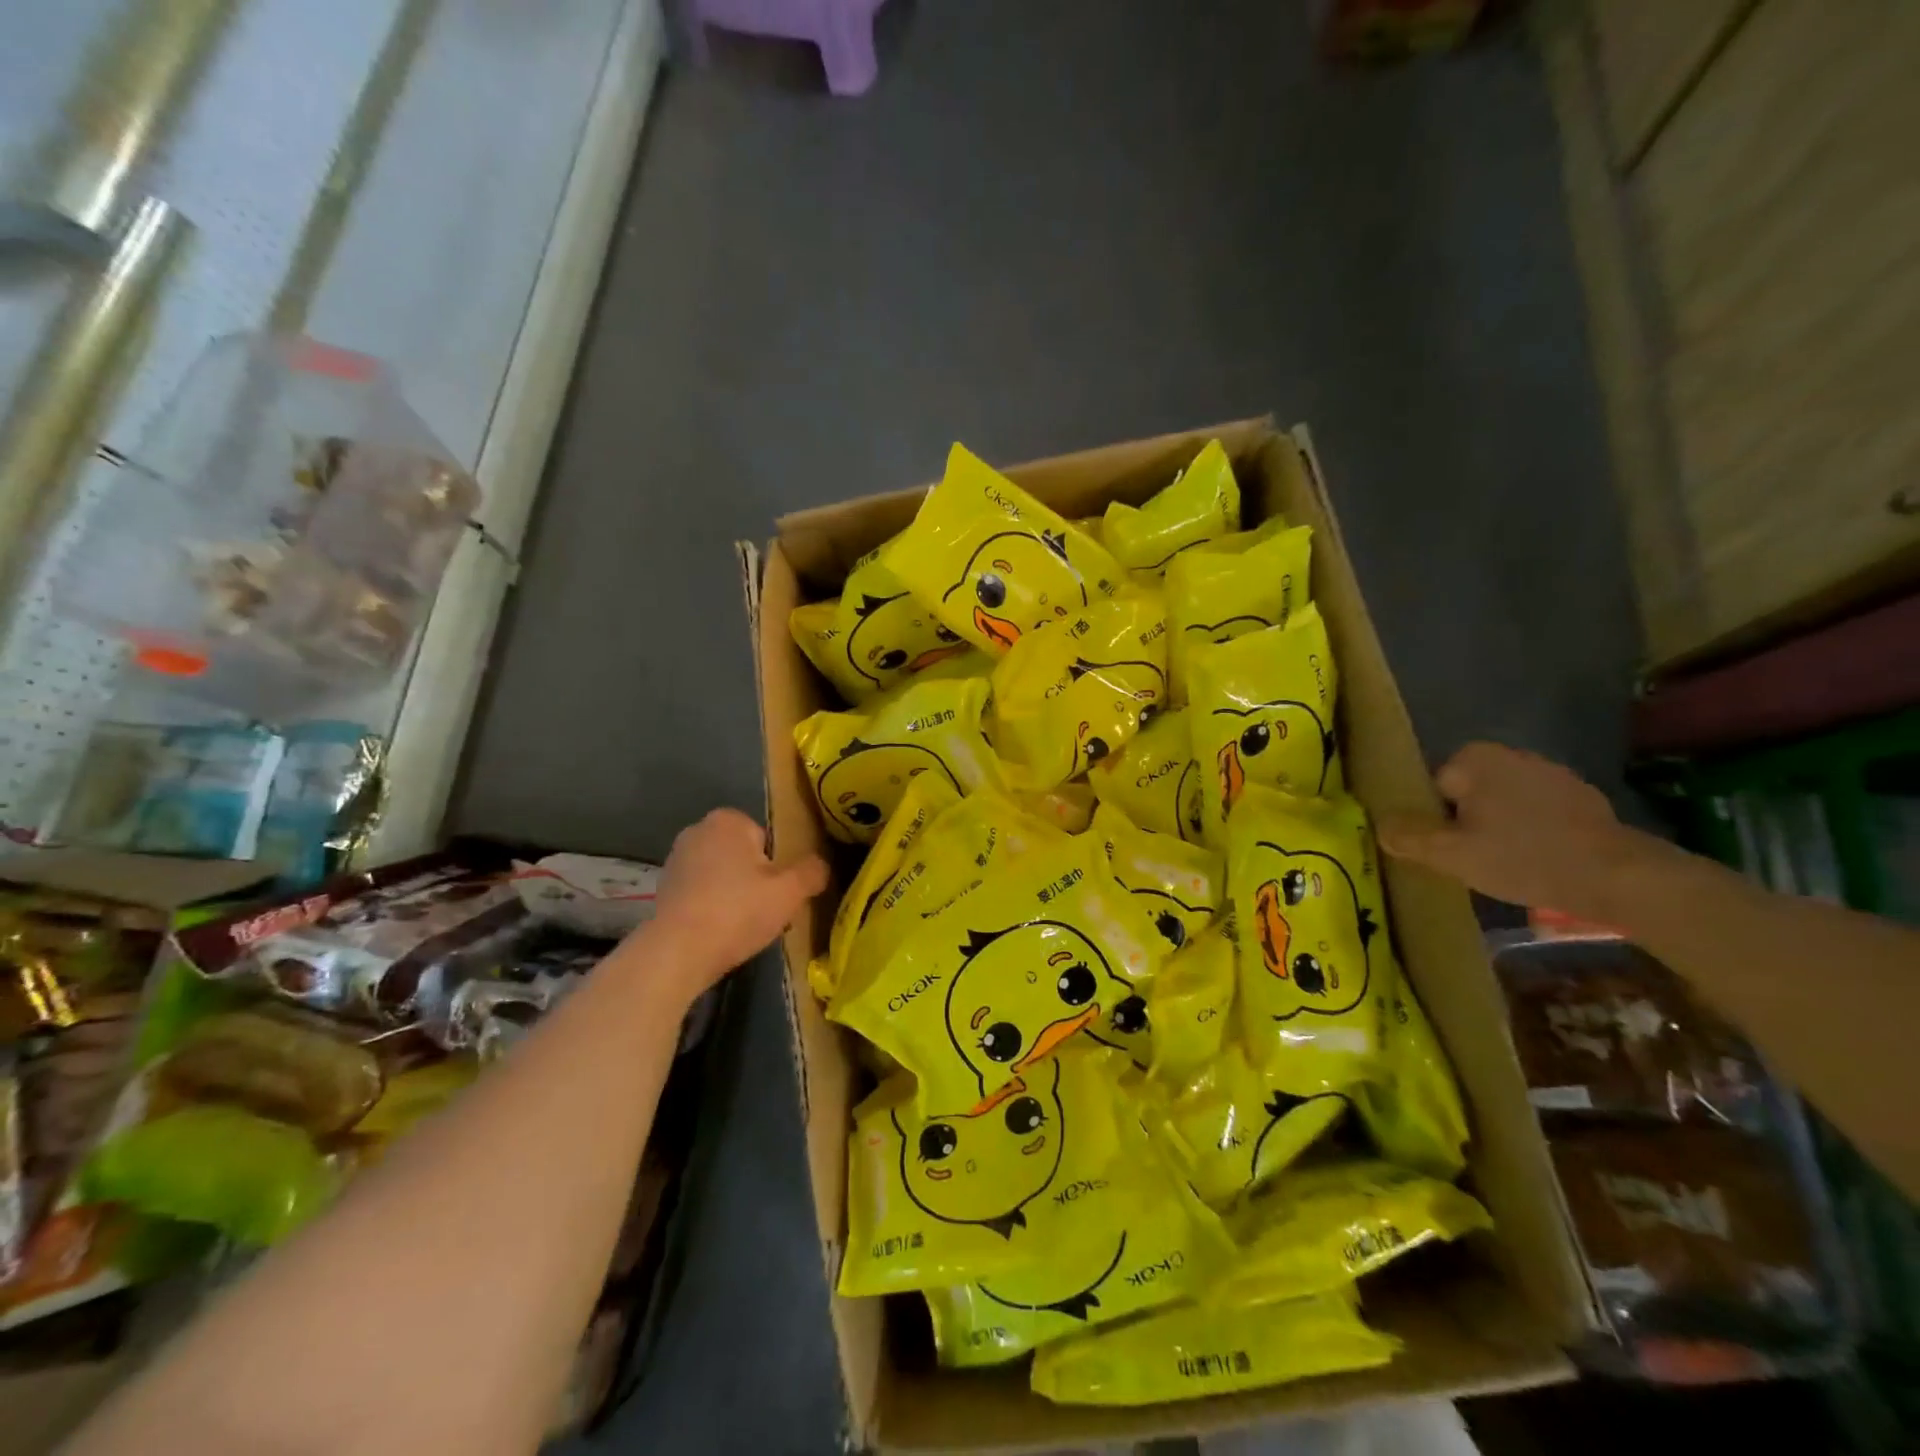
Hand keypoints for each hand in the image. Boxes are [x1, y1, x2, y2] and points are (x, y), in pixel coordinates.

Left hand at [644, 808, 827, 997]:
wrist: (677, 952)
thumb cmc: (737, 911)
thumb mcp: (790, 891)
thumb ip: (812, 871)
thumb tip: (820, 866)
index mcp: (728, 820)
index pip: (767, 838)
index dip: (777, 866)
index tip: (778, 892)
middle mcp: (697, 830)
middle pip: (744, 856)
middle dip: (755, 879)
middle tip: (765, 911)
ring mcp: (675, 860)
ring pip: (722, 875)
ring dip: (734, 895)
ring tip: (743, 927)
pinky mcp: (662, 889)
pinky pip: (702, 893)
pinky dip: (712, 908)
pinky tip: (718, 933)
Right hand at [1377, 742, 1661, 921]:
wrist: (1621, 877)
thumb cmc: (1524, 858)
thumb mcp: (1451, 854)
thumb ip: (1408, 836)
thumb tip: (1379, 825)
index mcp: (1474, 758)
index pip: (1431, 789)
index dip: (1434, 821)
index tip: (1450, 849)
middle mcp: (1510, 754)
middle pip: (1465, 794)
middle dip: (1465, 823)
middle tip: (1475, 860)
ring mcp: (1551, 773)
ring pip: (1500, 803)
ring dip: (1497, 827)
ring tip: (1507, 864)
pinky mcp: (1581, 797)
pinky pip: (1534, 812)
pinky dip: (1530, 832)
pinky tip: (1539, 860)